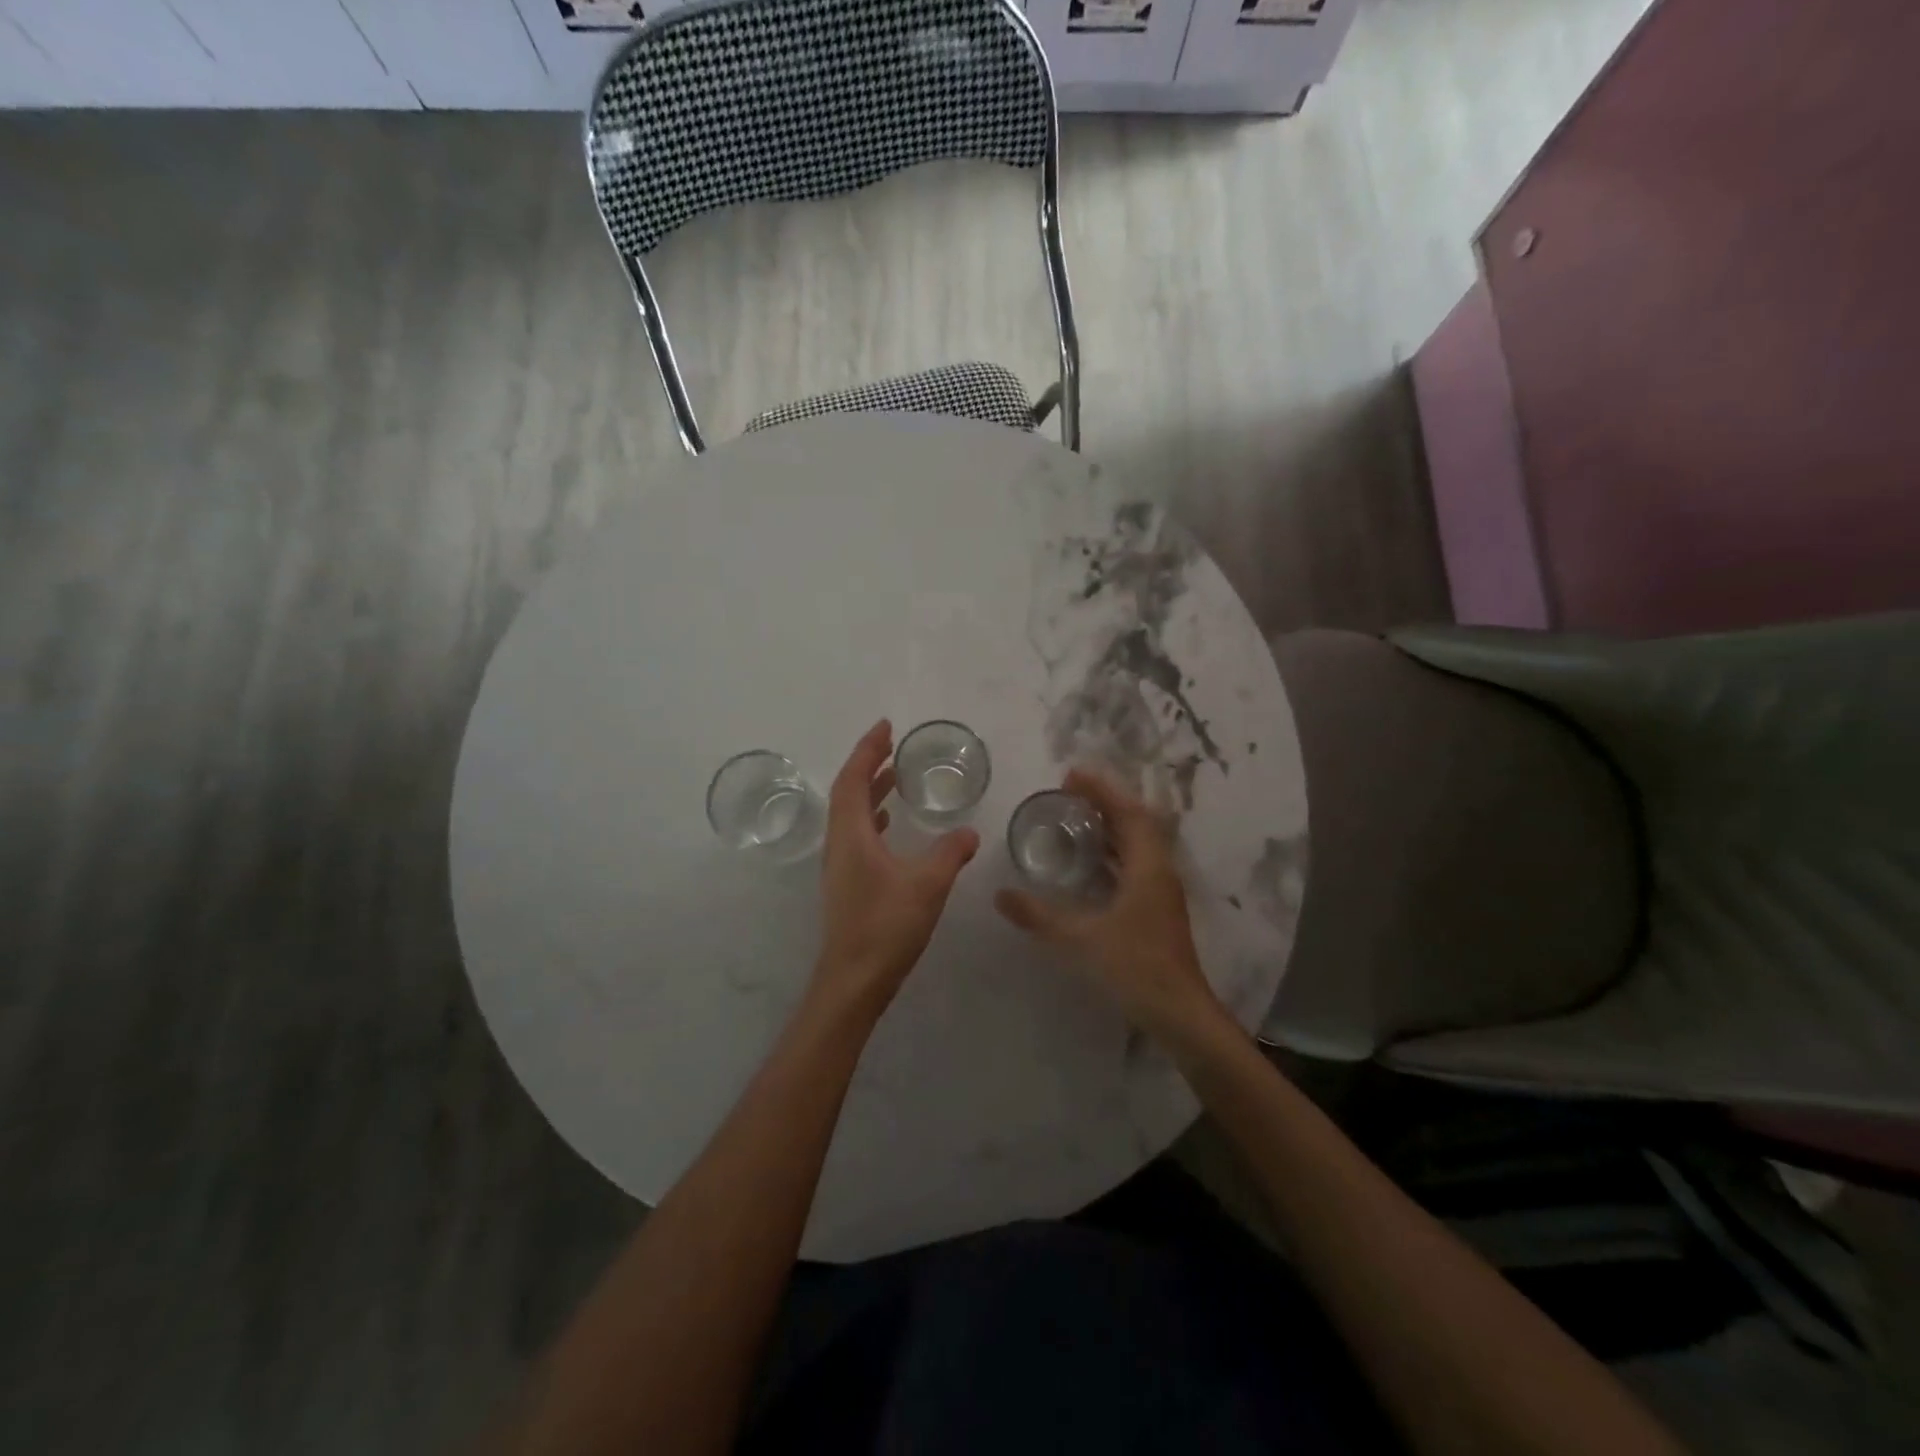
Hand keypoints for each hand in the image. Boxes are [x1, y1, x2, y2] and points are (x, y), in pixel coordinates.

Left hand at [812, 720, 979, 1017]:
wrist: (853, 981)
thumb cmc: (886, 926)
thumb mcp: (927, 885)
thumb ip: (950, 854)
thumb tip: (969, 832)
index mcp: (851, 835)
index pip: (853, 779)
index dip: (867, 750)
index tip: (885, 727)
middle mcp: (839, 844)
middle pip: (848, 792)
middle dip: (868, 765)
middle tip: (893, 746)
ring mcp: (840, 866)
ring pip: (851, 815)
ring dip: (871, 791)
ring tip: (896, 777)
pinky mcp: (847, 884)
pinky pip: (857, 836)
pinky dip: (873, 818)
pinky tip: (891, 825)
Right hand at [994, 768, 1222, 1038]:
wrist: (1180, 1013)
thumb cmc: (1136, 968)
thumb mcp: (1082, 939)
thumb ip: (1040, 916)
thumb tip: (1000, 895)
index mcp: (1148, 867)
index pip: (1128, 813)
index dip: (1102, 790)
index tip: (1071, 775)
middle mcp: (1159, 871)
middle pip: (1136, 822)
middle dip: (1105, 802)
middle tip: (1068, 793)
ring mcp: (1160, 891)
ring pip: (1137, 844)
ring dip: (1110, 826)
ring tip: (1075, 818)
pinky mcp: (1156, 908)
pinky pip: (1134, 864)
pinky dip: (1112, 852)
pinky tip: (1088, 863)